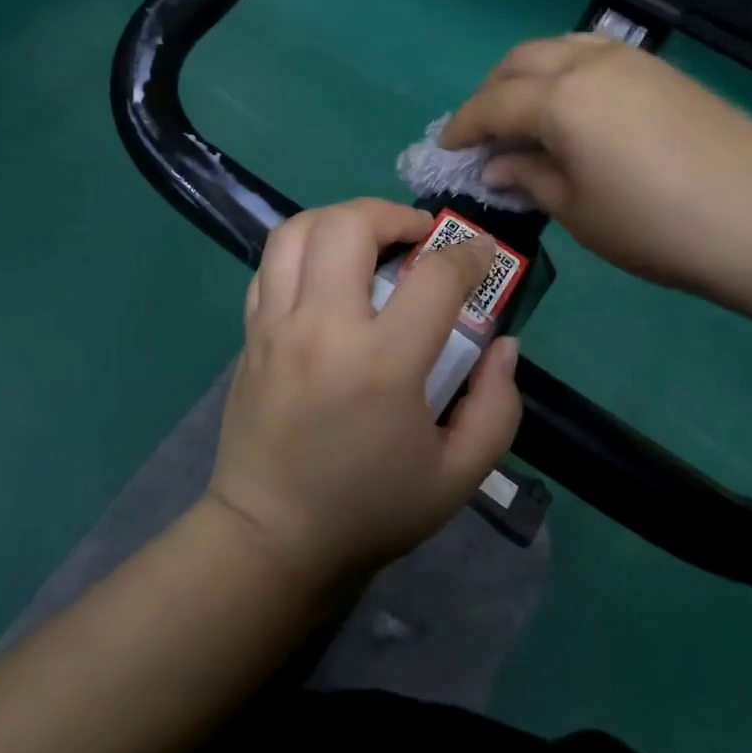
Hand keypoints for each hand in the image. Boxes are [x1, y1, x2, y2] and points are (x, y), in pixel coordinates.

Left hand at [206, 199, 522, 584]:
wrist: (272, 538)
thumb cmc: (371, 509)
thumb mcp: (459, 475)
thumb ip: (497, 405)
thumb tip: (502, 344)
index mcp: (381, 365)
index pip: (435, 276)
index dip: (469, 254)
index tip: (480, 256)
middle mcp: (322, 329)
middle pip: (350, 225)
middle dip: (393, 214)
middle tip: (418, 236)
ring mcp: (276, 326)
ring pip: (297, 230)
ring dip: (341, 218)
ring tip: (369, 239)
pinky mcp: (250, 334)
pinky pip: (270, 264)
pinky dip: (303, 249)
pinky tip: (327, 272)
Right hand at [442, 35, 751, 314]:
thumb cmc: (656, 226)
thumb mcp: (578, 212)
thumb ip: (529, 178)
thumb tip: (497, 166)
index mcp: (560, 99)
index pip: (493, 104)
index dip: (464, 126)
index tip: (446, 149)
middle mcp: (589, 63)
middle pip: (521, 62)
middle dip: (491, 92)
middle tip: (482, 132)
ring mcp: (632, 61)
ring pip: (558, 48)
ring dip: (528, 76)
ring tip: (523, 115)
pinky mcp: (663, 72)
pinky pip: (594, 55)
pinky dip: (565, 73)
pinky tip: (573, 109)